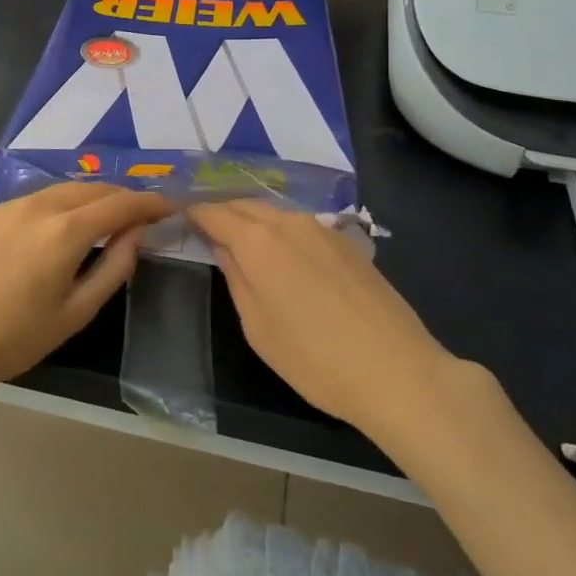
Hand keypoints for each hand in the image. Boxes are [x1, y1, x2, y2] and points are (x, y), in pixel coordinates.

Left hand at [0, 183, 173, 400]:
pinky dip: (66, 201)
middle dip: (123, 197)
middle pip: (94, 188)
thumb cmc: (19, 337)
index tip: (170, 207)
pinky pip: (41, 196)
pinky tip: (69, 220)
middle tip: (144, 214)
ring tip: (112, 215)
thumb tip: (137, 233)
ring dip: (95, 196)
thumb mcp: (77, 311)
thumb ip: (115, 266)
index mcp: (64, 232)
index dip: (149, 203)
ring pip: (66, 188)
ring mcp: (12, 205)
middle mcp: (40, 206)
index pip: (120, 204)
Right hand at [190, 200, 458, 436]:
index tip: (178, 215)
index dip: (193, 212)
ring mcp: (322, 228)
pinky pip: (300, 224)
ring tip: (239, 238)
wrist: (397, 371)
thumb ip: (236, 278)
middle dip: (221, 211)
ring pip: (274, 212)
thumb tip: (223, 248)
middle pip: (245, 204)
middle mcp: (289, 222)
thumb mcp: (258, 327)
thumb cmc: (314, 359)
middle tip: (204, 227)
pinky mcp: (347, 242)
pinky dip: (279, 229)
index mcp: (258, 241)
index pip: (214, 212)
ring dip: (251, 218)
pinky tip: (281, 253)